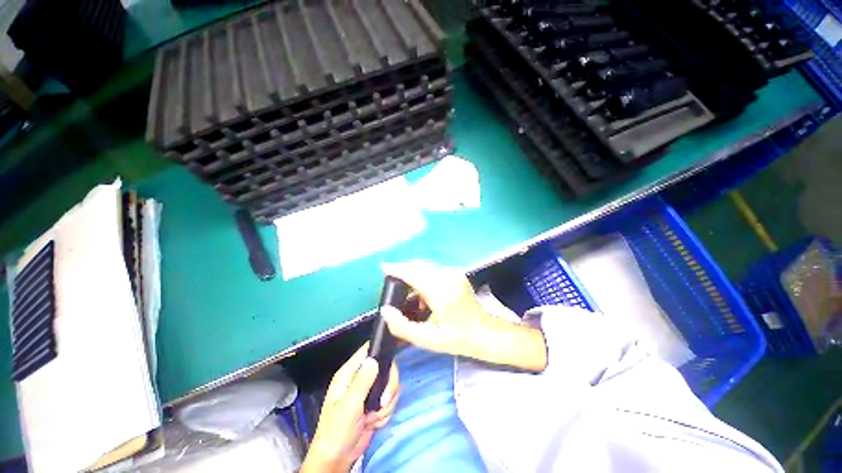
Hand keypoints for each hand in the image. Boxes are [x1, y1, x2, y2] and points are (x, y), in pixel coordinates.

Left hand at [301, 344, 398, 472]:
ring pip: (390, 385)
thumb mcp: (349, 406)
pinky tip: (374, 423)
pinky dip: (385, 413)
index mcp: (349, 372)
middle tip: (383, 402)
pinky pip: (390, 399)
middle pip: (385, 367)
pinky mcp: (375, 403)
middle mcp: (360, 377)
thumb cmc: (337, 431)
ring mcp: (369, 390)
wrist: (338, 459)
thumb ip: (362, 382)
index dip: (381, 351)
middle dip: (388, 387)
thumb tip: (374, 359)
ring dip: (386, 404)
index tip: (390, 364)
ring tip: (372, 418)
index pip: (368, 350)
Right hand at [382, 261, 546, 371]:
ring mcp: (454, 274)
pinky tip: (422, 295)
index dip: (397, 268)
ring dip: (413, 274)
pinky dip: (423, 277)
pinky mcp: (456, 275)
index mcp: (441, 292)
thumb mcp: (429, 340)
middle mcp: (447, 277)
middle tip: (392, 282)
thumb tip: (385, 310)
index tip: (383, 267)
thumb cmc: (459, 339)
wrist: (487, 333)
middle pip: (419, 266)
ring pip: (426, 267)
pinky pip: (434, 270)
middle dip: (403, 270)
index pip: (414, 273)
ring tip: (407, 293)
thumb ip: (403, 326)